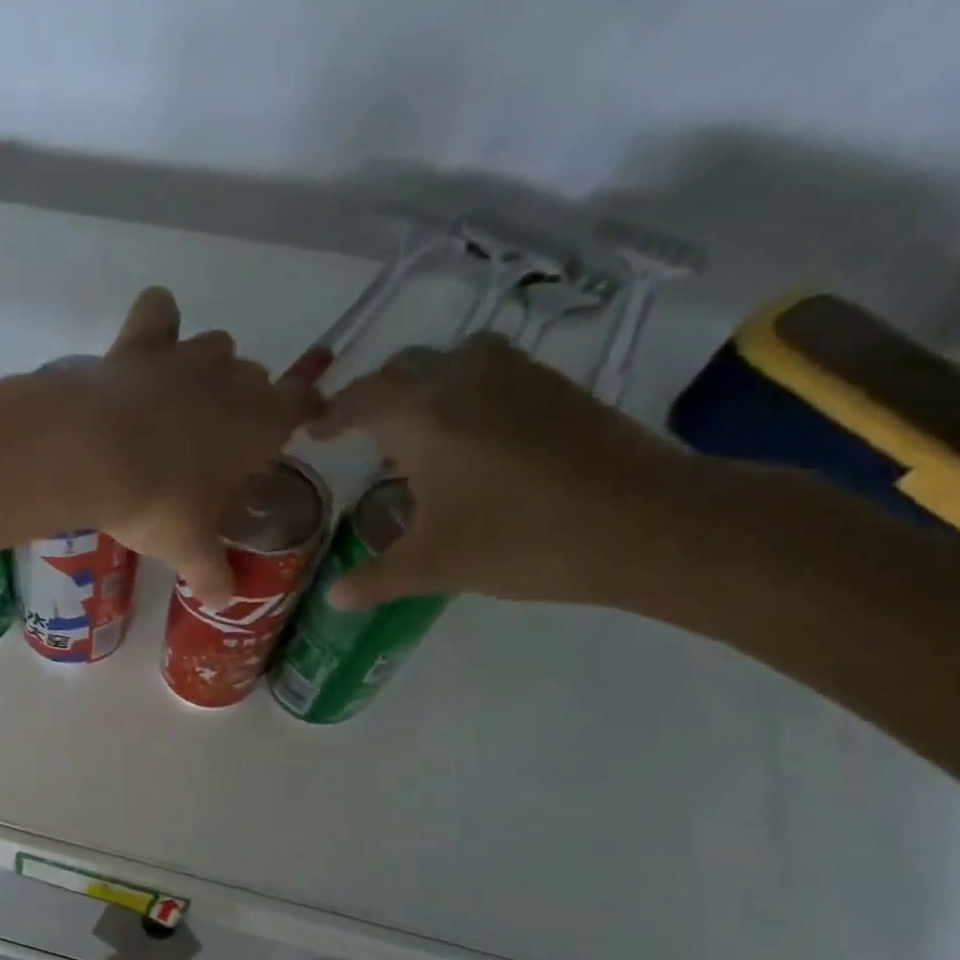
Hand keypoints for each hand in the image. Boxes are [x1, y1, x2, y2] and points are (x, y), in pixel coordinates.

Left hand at [57, 288, 321, 602]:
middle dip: (242, 404)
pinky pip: (159, 312)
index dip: (301, 411)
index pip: (300, 406)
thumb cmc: (158, 504)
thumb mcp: (189, 549)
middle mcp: (233, 380)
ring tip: (177, 405)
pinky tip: (145, 347)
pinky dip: (157, 323)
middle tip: (212, 444)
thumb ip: (212, 574)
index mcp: (259, 425)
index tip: (296, 421)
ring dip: (205, 369)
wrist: (96, 456)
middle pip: (254, 379)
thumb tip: (224, 602)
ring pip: (215, 346)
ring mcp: (187, 356)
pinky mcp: (141, 343)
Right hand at [312, 335, 685, 606]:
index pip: (360, 399)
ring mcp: (516, 375)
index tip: (316, 431)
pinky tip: (473, 439)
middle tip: (362, 435)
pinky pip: (492, 372)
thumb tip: (335, 598)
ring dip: (425, 386)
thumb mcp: (432, 566)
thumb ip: (375, 579)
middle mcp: (462, 378)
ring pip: (452, 361)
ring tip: (418, 431)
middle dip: (376, 398)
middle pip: (403, 369)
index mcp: (420, 416)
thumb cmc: (517, 540)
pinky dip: (467, 392)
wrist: (643, 522)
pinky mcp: (556, 385)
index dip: (332, 415)